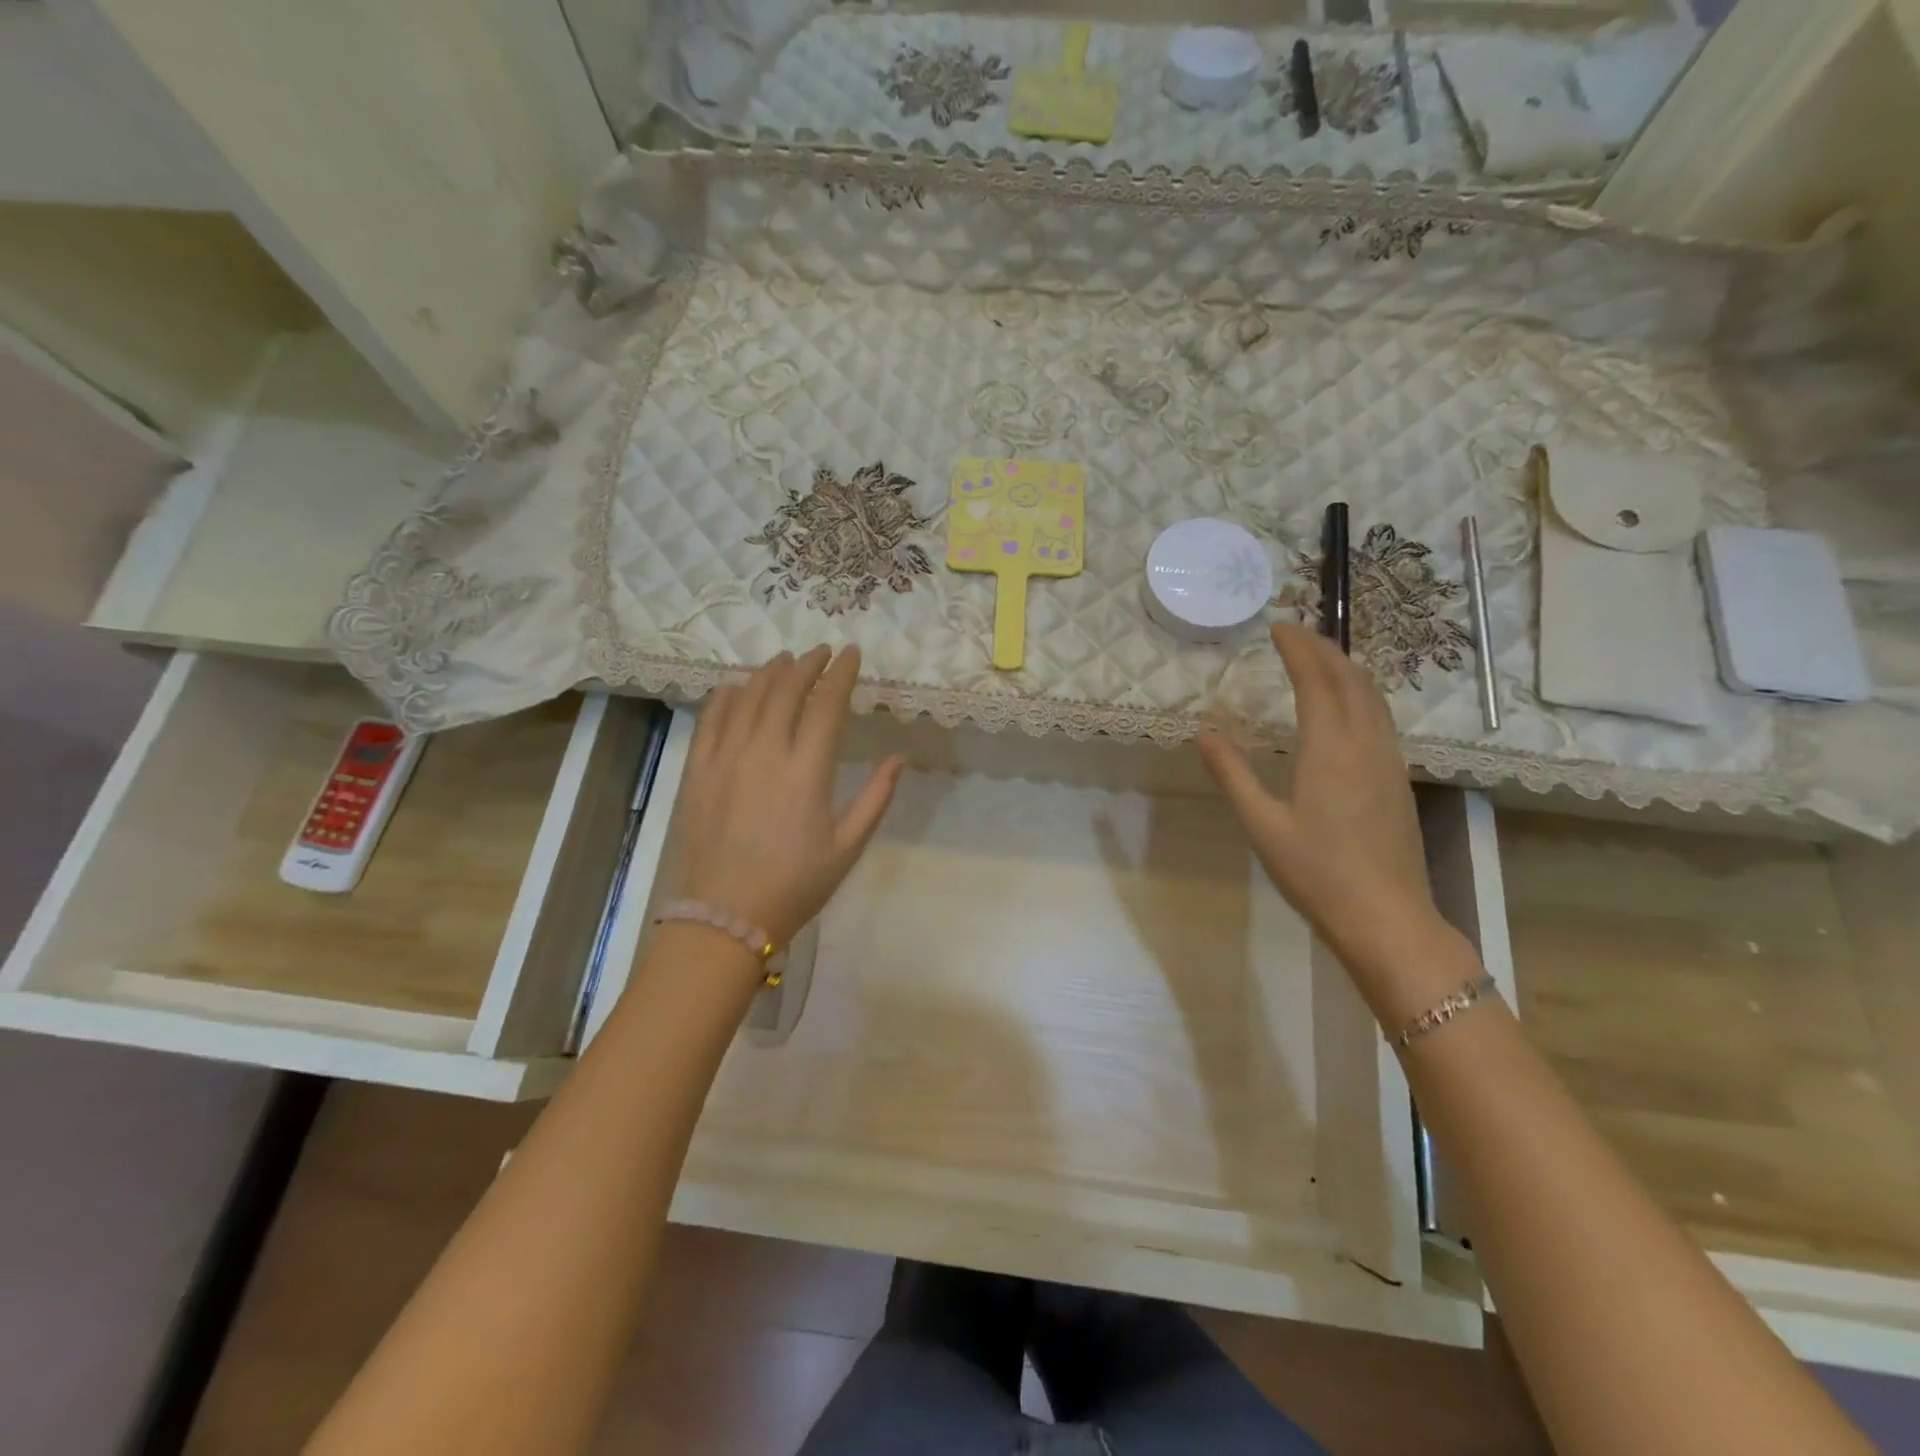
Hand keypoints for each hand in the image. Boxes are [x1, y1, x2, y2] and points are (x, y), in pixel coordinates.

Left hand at [678, 646, 904, 949]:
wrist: (726, 916)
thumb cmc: (796, 884)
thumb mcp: (849, 846)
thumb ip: (876, 797)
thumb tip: (899, 758)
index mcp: (807, 770)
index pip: (827, 704)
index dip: (841, 674)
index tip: (852, 654)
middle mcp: (765, 752)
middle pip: (786, 690)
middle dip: (808, 664)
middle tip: (821, 653)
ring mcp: (727, 758)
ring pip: (749, 697)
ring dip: (770, 673)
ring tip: (785, 660)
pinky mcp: (699, 770)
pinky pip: (712, 718)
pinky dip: (728, 696)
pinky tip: (738, 687)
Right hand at [1198, 624, 1442, 973]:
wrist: (1386, 918)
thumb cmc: (1317, 873)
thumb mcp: (1262, 825)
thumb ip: (1233, 775)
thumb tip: (1205, 733)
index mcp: (1330, 750)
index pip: (1316, 681)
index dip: (1298, 649)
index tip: (1277, 628)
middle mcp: (1365, 744)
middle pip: (1351, 679)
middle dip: (1323, 648)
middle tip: (1294, 633)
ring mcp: (1388, 761)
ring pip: (1373, 696)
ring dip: (1346, 668)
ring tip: (1318, 658)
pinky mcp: (1398, 779)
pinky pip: (1381, 717)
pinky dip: (1360, 693)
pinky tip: (1346, 706)